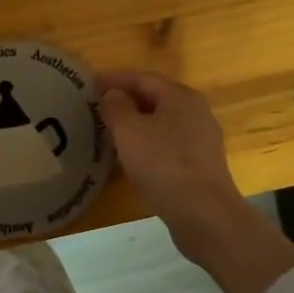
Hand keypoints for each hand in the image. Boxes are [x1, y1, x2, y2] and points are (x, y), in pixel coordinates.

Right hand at [98, 70, 293, 292]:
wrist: (204, 214)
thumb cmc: (163, 164)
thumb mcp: (129, 131)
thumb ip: (116, 107)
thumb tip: (113, 95)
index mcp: (181, 96)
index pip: (143, 78)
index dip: (115, 78)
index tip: (89, 83)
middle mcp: (196, 112)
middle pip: (155, 98)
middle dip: (126, 100)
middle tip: (96, 106)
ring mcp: (201, 141)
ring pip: (162, 123)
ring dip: (136, 123)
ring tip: (109, 130)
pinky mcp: (200, 166)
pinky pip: (167, 145)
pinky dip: (146, 144)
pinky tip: (131, 157)